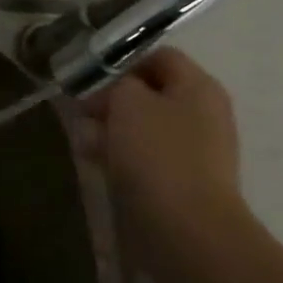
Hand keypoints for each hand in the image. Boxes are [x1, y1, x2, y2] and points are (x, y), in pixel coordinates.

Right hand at [76, 48, 245, 243]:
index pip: (158, 56)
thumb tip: (112, 87)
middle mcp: (201, 112)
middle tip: (80, 110)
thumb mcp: (128, 102)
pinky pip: (143, 153)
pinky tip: (95, 161)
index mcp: (198, 87)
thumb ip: (116, 82)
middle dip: (109, 98)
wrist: (185, 227)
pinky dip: (118, 153)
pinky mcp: (177, 176)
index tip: (87, 76)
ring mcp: (192, 147)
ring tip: (83, 140)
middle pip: (148, 91)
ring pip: (140, 124)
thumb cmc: (156, 154)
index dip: (121, 60)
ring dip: (108, 127)